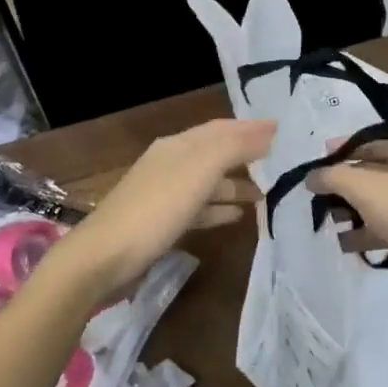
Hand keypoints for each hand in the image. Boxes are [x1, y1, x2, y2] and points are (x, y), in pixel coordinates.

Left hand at [62, 118, 273, 299]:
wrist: (104, 258)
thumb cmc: (156, 208)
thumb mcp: (199, 171)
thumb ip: (234, 147)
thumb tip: (269, 130)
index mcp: (178, 145)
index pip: (221, 128)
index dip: (251, 128)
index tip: (283, 132)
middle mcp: (170, 163)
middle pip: (215, 154)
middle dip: (247, 157)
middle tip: (282, 165)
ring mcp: (164, 194)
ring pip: (208, 183)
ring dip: (236, 185)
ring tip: (267, 195)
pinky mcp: (161, 223)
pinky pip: (199, 209)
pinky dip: (219, 209)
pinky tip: (238, 217)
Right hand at [308, 134, 387, 310]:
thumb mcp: (366, 188)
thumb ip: (333, 177)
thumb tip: (310, 176)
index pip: (370, 141)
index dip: (340, 151)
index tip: (315, 164)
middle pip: (373, 170)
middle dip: (344, 185)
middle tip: (315, 196)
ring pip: (380, 199)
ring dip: (353, 210)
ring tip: (326, 222)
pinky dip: (368, 230)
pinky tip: (344, 244)